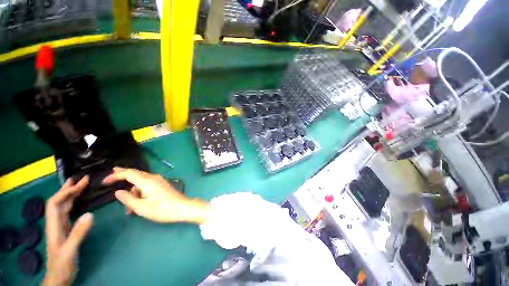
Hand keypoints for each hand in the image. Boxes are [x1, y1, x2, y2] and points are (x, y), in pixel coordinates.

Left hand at [43, 176, 93, 285]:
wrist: (59, 277)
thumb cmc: (62, 264)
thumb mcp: (71, 250)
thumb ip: (79, 232)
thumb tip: (90, 214)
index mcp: (54, 225)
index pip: (55, 203)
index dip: (65, 192)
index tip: (80, 184)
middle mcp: (55, 223)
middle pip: (58, 202)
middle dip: (68, 189)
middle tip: (81, 179)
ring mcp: (60, 227)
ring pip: (63, 206)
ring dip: (71, 194)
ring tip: (81, 186)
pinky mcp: (66, 230)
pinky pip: (68, 212)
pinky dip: (74, 203)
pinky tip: (79, 202)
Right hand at [103, 167, 209, 223]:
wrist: (182, 207)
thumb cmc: (162, 209)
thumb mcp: (141, 207)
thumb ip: (127, 199)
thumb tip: (118, 192)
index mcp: (147, 181)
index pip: (129, 173)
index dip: (115, 175)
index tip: (104, 181)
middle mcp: (153, 178)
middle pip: (135, 174)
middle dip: (122, 176)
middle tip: (110, 178)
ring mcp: (159, 181)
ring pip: (141, 183)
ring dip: (132, 193)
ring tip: (129, 210)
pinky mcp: (162, 185)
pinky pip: (147, 186)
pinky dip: (140, 193)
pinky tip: (138, 205)